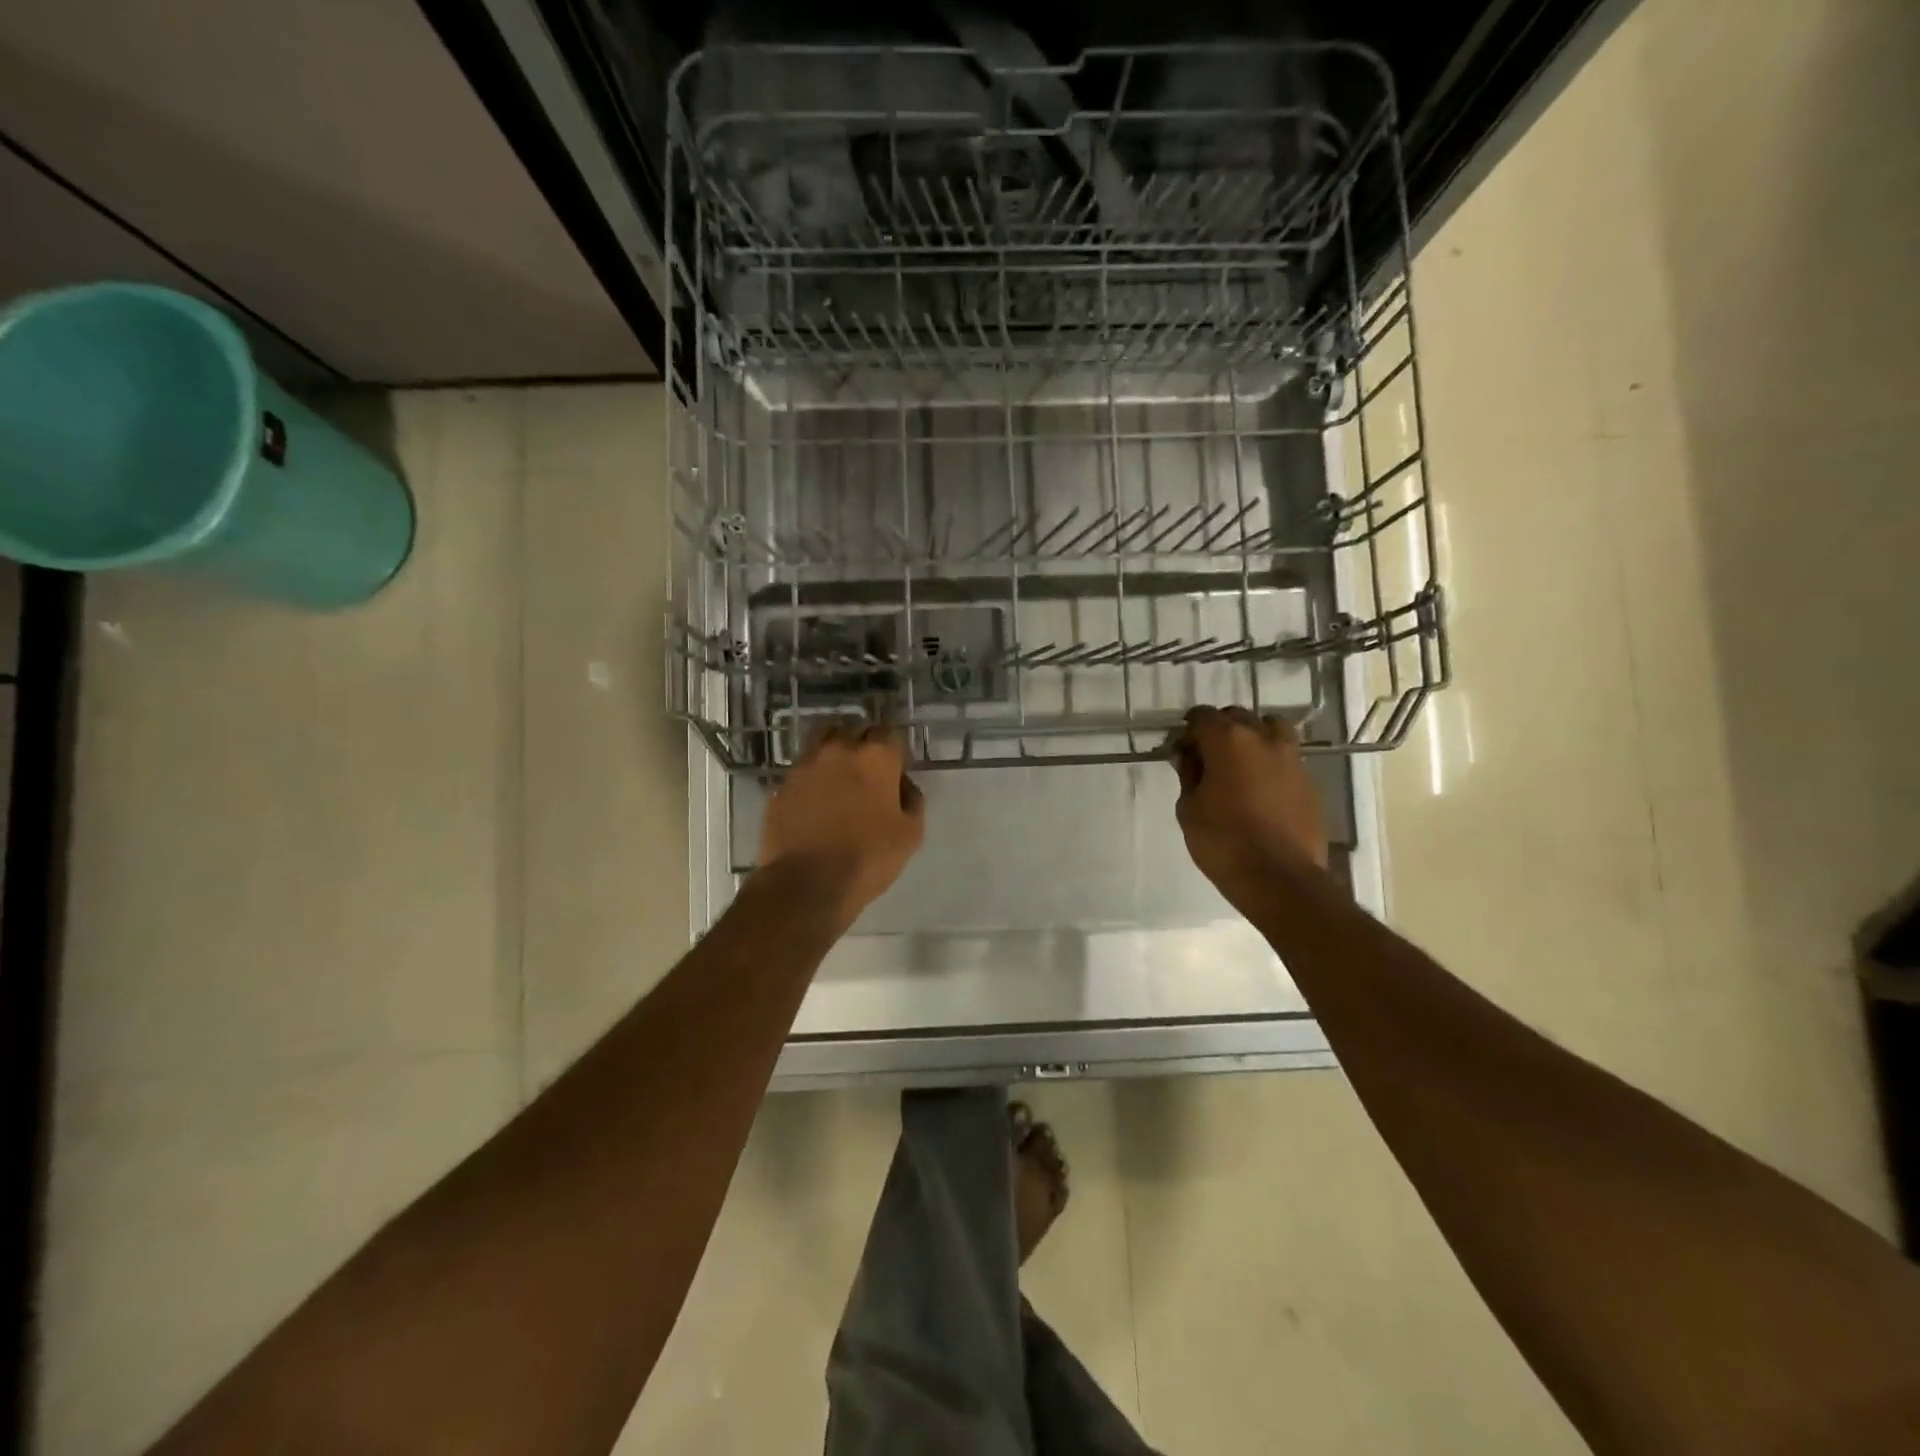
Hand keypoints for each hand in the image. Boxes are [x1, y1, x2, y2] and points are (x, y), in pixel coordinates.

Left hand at [758, 722, 925, 926]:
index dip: (894, 749)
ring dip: (833, 756)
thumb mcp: (911, 834)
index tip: (896, 768)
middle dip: (862, 745)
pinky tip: (816, 802)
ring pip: (821, 744)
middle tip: (867, 772)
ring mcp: (804, 766)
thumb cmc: (867, 858)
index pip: (889, 732)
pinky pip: (801, 772)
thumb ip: (912, 800)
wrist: (805, 884)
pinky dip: (811, 779)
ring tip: (838, 780)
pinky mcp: (781, 786)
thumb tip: (904, 785)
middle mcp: (838, 750)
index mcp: (875, 757)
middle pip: (852, 731)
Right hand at [1169, 706, 1328, 914]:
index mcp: (1229, 740)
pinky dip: (1272, 763)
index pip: (1203, 716)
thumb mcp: (1189, 809)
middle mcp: (1264, 739)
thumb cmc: (1223, 842)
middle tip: (1207, 756)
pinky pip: (1287, 758)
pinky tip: (1260, 789)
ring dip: (1253, 738)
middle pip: (1238, 717)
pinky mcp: (1310, 782)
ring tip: (1241, 764)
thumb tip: (1188, 757)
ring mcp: (1292, 759)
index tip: (1181, 751)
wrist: (1279, 878)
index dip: (1188, 730)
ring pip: (1271, 729)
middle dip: (1220, 730)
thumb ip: (1188, 775)